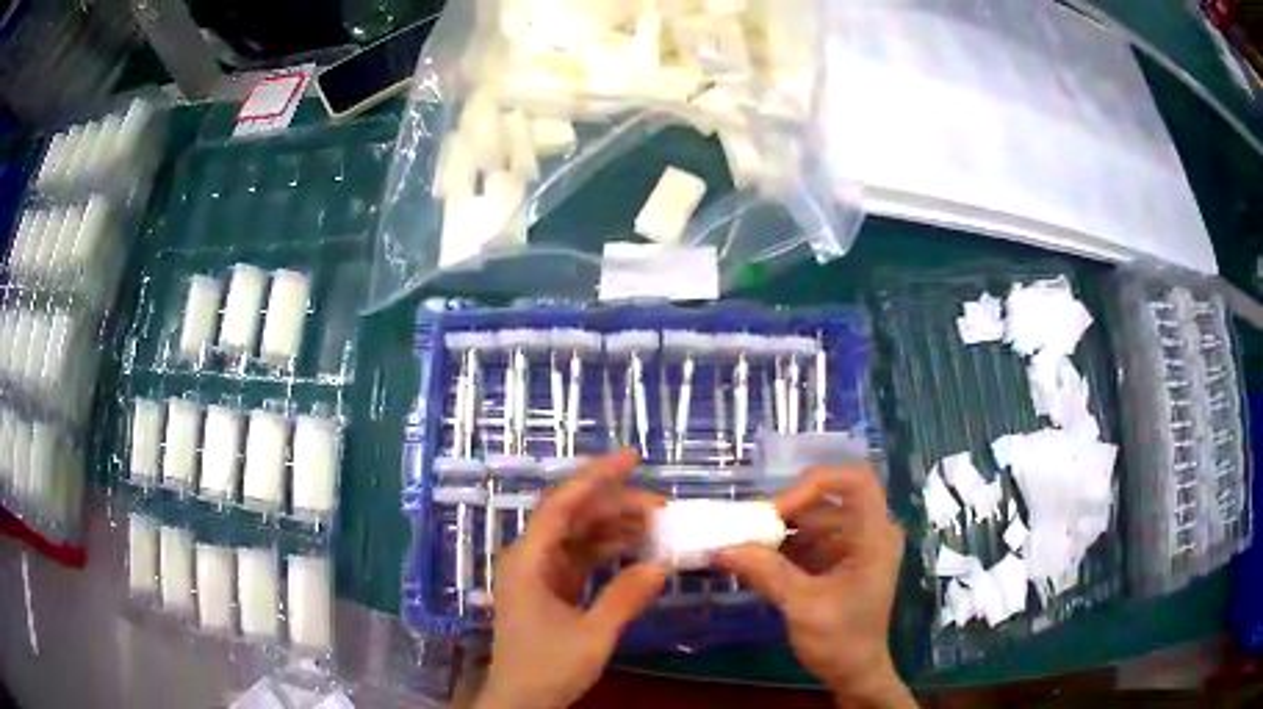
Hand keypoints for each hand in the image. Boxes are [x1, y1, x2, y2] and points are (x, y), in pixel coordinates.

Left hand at [475, 451, 667, 708]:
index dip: (596, 476)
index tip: (633, 458)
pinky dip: (608, 552)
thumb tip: (663, 564)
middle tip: (661, 505)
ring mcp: (539, 573)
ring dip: (614, 528)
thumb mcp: (593, 634)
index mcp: (528, 560)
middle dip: (615, 504)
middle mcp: (529, 557)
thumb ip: (627, 596)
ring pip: (578, 536)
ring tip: (656, 525)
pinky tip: (636, 550)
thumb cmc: (547, 667)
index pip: (562, 503)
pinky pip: (581, 558)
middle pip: (572, 516)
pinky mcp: (549, 588)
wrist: (520, 700)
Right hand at [717, 465, 913, 708]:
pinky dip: (780, 547)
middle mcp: (867, 532)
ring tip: (742, 545)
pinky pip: (806, 541)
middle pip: (826, 500)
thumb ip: (767, 573)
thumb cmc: (841, 640)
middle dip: (785, 511)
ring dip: (778, 531)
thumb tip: (722, 547)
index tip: (778, 511)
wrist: (854, 674)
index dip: (815, 483)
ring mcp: (852, 547)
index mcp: (875, 536)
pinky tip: (753, 561)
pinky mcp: (836, 562)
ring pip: (812, 519)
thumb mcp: (804, 606)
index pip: (855, 480)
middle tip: (746, 529)